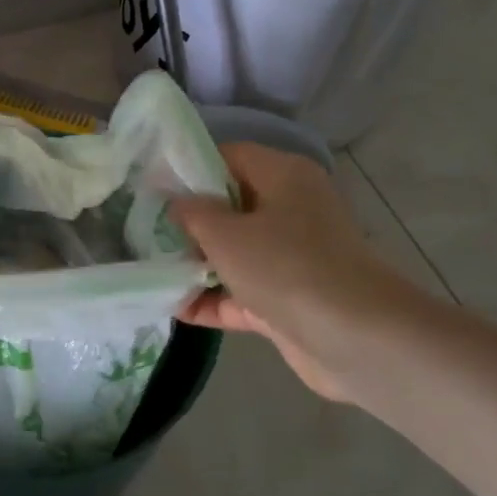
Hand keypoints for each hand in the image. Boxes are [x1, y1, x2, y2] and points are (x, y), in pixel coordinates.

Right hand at [170, 143, 427, 402]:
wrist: (355, 338)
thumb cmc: (286, 267)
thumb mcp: (226, 234)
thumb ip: (192, 213)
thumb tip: (175, 202)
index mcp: (283, 177)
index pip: (229, 157)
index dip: (189, 168)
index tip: (151, 186)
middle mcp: (290, 211)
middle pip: (229, 207)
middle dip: (187, 222)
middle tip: (141, 231)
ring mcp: (290, 258)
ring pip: (233, 254)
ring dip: (195, 265)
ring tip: (147, 270)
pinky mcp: (287, 300)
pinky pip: (240, 293)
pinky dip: (211, 300)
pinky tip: (171, 309)